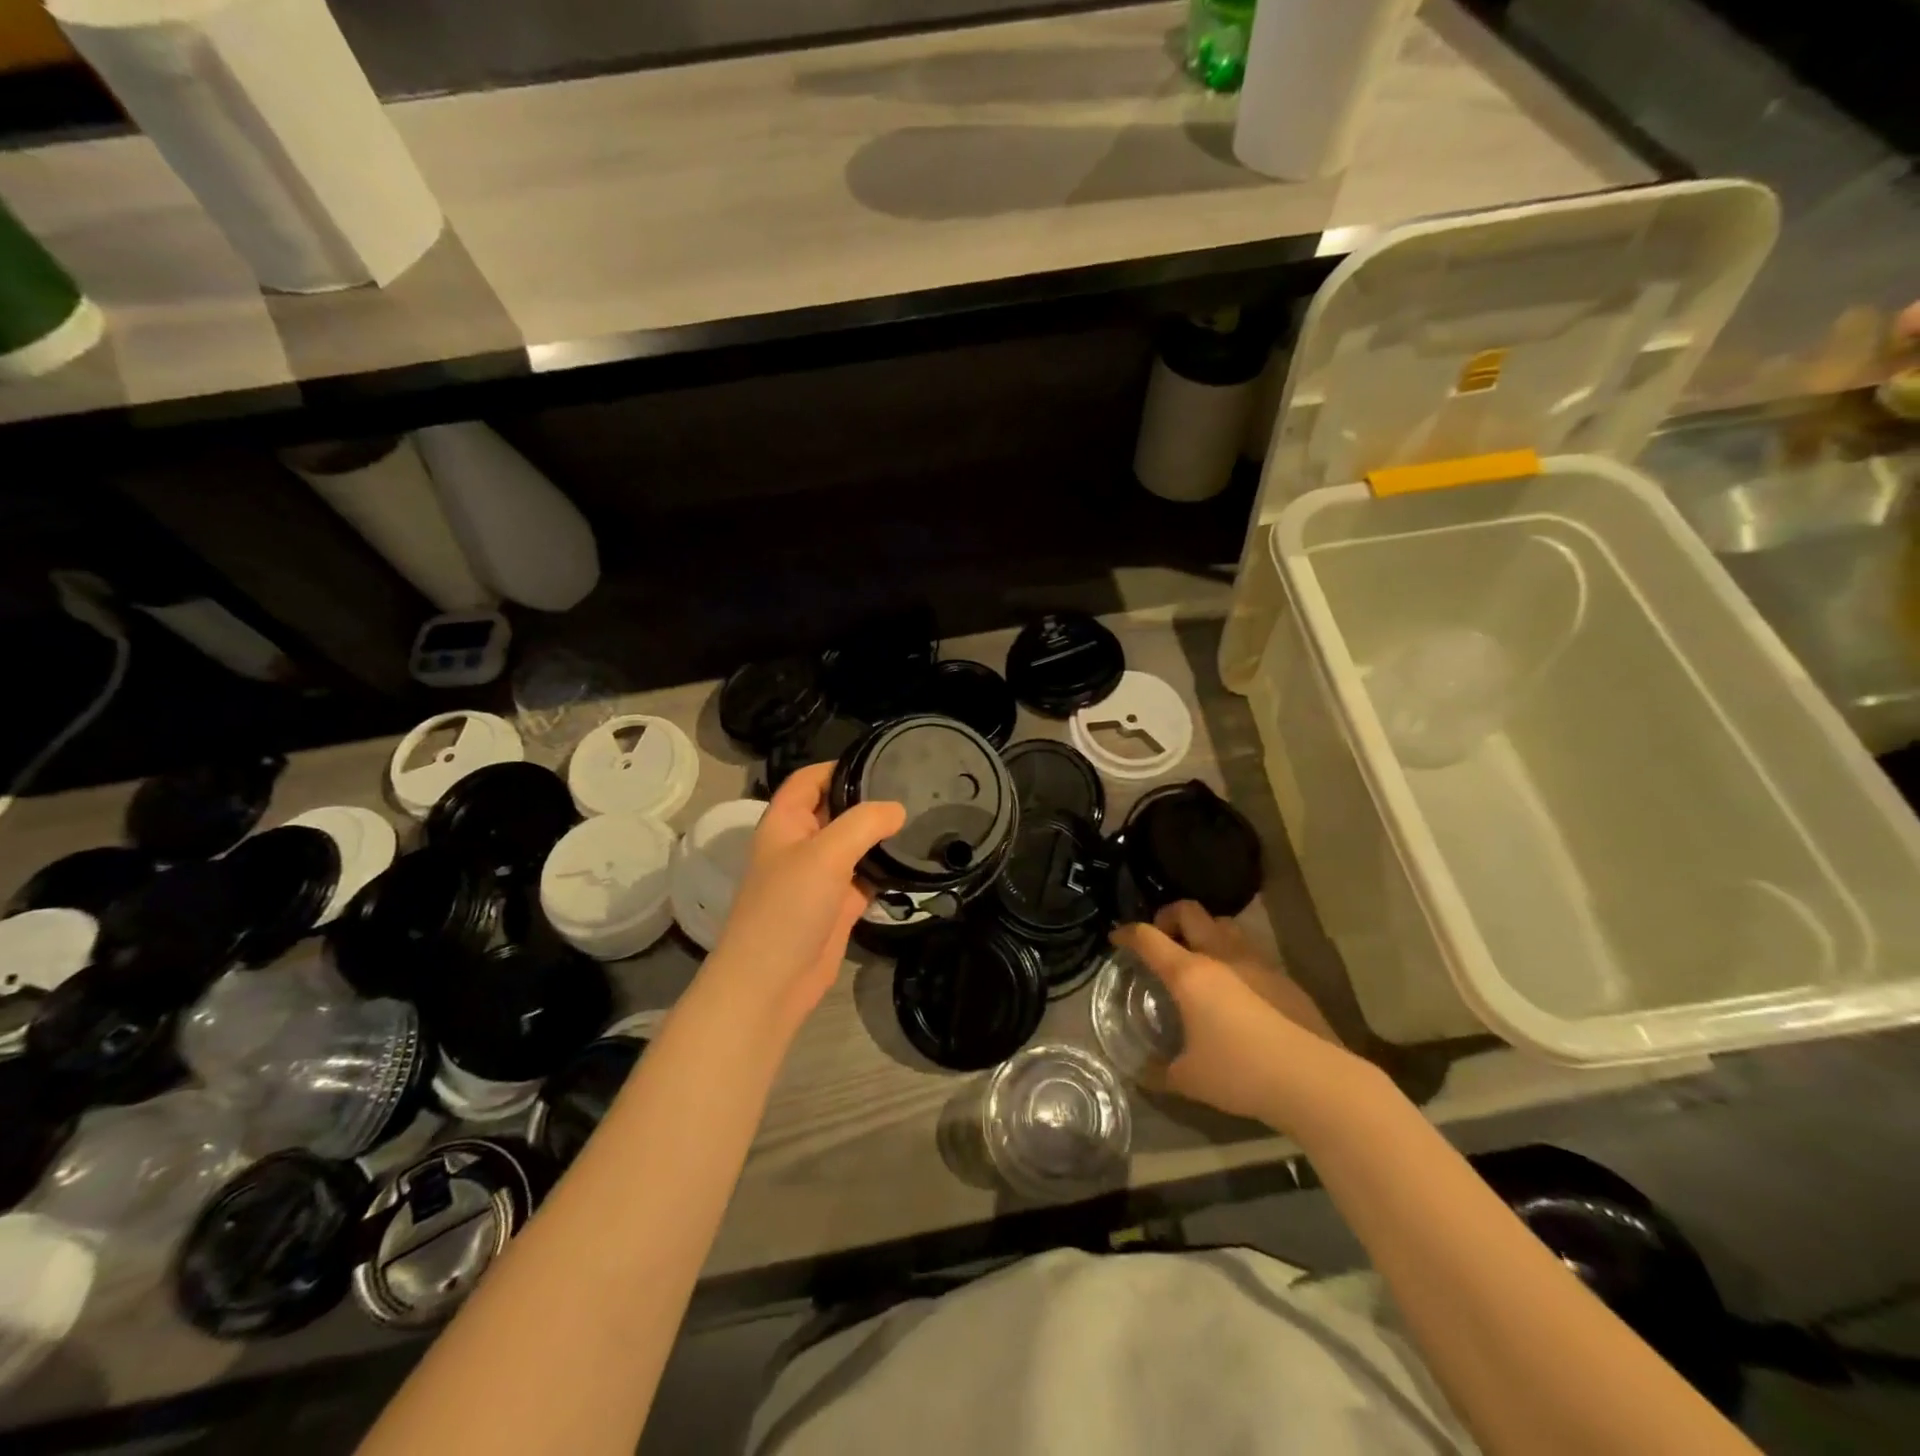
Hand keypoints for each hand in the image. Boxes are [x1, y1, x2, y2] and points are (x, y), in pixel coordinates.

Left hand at [703, 763, 904, 1034]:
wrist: (771, 982)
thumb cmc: (788, 908)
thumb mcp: (825, 854)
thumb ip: (863, 824)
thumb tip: (897, 809)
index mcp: (785, 822)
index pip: (809, 779)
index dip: (839, 765)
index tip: (881, 759)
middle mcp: (801, 843)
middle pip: (835, 808)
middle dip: (867, 799)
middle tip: (913, 787)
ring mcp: (821, 875)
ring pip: (854, 844)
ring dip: (880, 834)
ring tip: (923, 817)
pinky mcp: (838, 904)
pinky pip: (865, 876)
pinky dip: (886, 868)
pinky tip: (914, 859)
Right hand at [1112, 901, 1350, 1124]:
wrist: (1314, 1080)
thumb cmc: (1241, 1073)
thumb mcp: (1189, 1080)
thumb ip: (1159, 1073)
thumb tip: (1139, 1074)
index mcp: (1190, 973)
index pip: (1148, 937)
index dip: (1127, 934)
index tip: (1117, 939)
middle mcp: (1221, 956)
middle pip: (1189, 911)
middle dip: (1168, 917)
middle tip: (1161, 939)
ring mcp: (1257, 962)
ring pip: (1224, 924)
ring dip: (1205, 930)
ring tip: (1199, 957)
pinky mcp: (1284, 978)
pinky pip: (1251, 950)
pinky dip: (1234, 955)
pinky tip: (1236, 988)